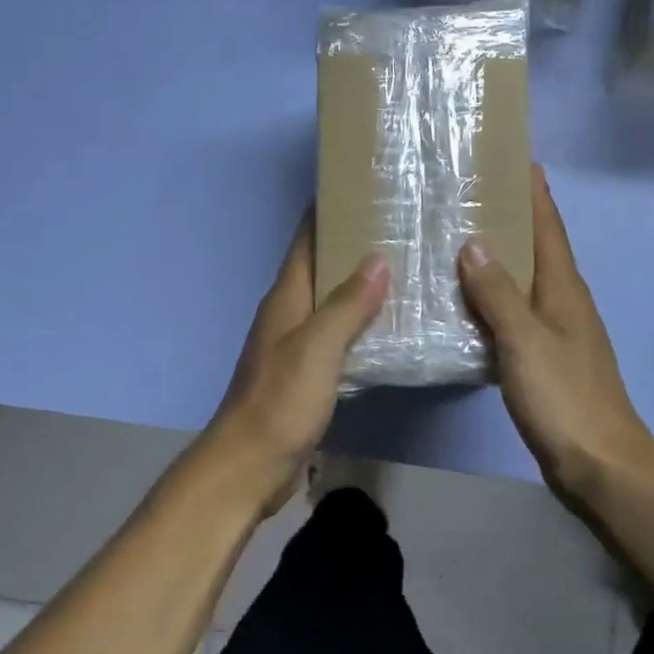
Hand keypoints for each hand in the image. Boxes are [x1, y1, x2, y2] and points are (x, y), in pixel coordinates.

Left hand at [207, 218, 387, 512]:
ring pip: (330, 303)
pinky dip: (360, 325)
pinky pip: (337, 337)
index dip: (326, 212)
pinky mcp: (305, 375)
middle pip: (320, 268)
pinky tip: (389, 327)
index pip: (305, 241)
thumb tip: (377, 258)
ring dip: (358, 287)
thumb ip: (348, 304)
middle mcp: (288, 314)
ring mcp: (295, 345)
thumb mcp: (317, 348)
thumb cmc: (281, 400)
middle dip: (352, 246)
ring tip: (403, 270)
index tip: (359, 188)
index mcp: (286, 298)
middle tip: (398, 228)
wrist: (251, 465)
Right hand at [458, 166, 653, 500]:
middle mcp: (563, 302)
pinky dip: (491, 301)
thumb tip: (474, 242)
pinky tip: (464, 305)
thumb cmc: (565, 397)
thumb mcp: (525, 340)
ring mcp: (555, 333)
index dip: (534, 192)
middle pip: (536, 249)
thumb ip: (498, 293)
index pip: (549, 227)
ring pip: (522, 283)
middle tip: (469, 195)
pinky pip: (513, 316)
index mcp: (564, 289)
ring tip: (456, 241)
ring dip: (497, 260)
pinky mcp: (544, 360)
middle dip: (510, 219)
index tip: (516, 158)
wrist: (600, 465)